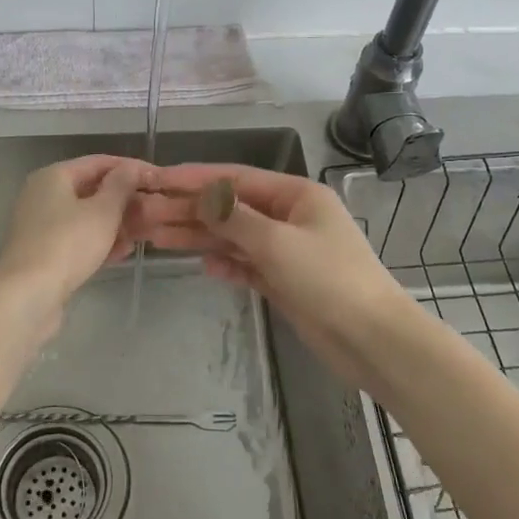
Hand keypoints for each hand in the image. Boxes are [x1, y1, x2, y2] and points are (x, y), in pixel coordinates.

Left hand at [0, 155, 151, 317]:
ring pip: (87, 216)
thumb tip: (130, 167)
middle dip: (125, 198)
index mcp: (54, 176)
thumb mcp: (103, 211)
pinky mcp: (45, 253)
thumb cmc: (68, 244)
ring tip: (145, 231)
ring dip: (116, 222)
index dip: (131, 167)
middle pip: (92, 189)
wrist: (28, 295)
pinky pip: (78, 239)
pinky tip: (124, 252)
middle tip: (155, 207)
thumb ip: (121, 186)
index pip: (99, 162)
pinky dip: (100, 241)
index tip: (158, 178)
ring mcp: (42, 226)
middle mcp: (44, 195)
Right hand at [134, 164, 413, 388]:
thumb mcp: (277, 243)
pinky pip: (248, 264)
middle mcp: (291, 216)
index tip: (158, 180)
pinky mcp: (286, 280)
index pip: (236, 179)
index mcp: (296, 195)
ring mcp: (288, 250)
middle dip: (190, 210)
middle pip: (232, 208)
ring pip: (236, 237)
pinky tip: (203, 266)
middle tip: (146, 215)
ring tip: (158, 238)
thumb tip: (202, 196)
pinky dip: (227, 264)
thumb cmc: (328, 280)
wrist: (372, 339)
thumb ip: (235, 218)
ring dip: (201, 237)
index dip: (195, 179)